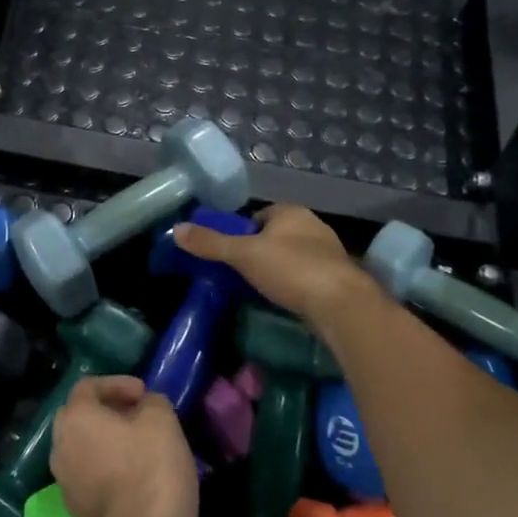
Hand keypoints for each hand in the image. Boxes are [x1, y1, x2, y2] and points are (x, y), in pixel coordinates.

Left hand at [50, 376, 197, 516]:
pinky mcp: (77, 512)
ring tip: (141, 445)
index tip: (144, 394)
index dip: (117, 383)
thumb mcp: (161, 420)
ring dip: (109, 441)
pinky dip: (109, 468)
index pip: (88, 386)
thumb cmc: (150, 470)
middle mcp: (59, 447)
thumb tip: (144, 406)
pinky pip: (90, 476)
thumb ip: (151, 402)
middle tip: (139, 415)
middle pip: (81, 417)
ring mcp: (64, 483)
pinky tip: (137, 477)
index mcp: (74, 418)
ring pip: (84, 448)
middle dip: (109, 411)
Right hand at [173, 204, 369, 324]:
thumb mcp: (243, 255)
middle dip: (259, 250)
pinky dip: (294, 285)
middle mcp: (313, 226)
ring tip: (259, 288)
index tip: (229, 252)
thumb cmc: (290, 269)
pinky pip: (308, 276)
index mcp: (291, 212)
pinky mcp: (338, 278)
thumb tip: (176, 229)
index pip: (259, 215)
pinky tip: (285, 300)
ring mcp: (329, 252)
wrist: (341, 304)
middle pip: (276, 235)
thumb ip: (211, 243)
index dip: (241, 231)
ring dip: (278, 269)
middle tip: (239, 272)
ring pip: (293, 256)